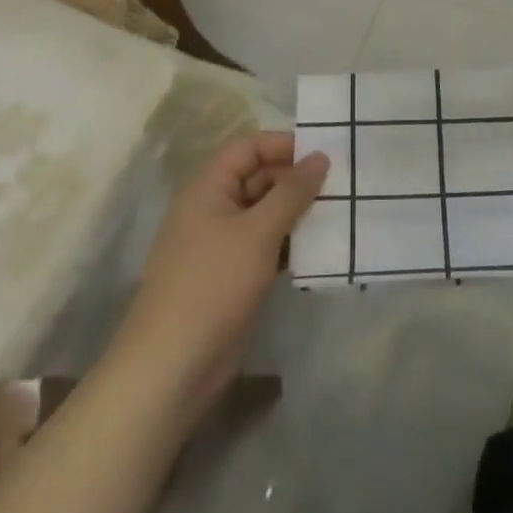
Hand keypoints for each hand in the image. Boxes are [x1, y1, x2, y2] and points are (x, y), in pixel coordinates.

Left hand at [117, 133, 326, 415]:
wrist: (172, 367)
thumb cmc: (213, 284)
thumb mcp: (258, 232)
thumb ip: (292, 192)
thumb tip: (320, 156)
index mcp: (208, 187)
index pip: (248, 147)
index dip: (283, 145)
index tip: (324, 154)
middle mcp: (212, 208)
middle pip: (258, 178)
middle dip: (296, 180)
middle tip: (341, 186)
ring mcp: (220, 244)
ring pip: (264, 214)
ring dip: (297, 214)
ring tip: (339, 214)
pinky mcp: (231, 275)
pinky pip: (265, 245)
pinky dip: (289, 244)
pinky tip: (321, 250)